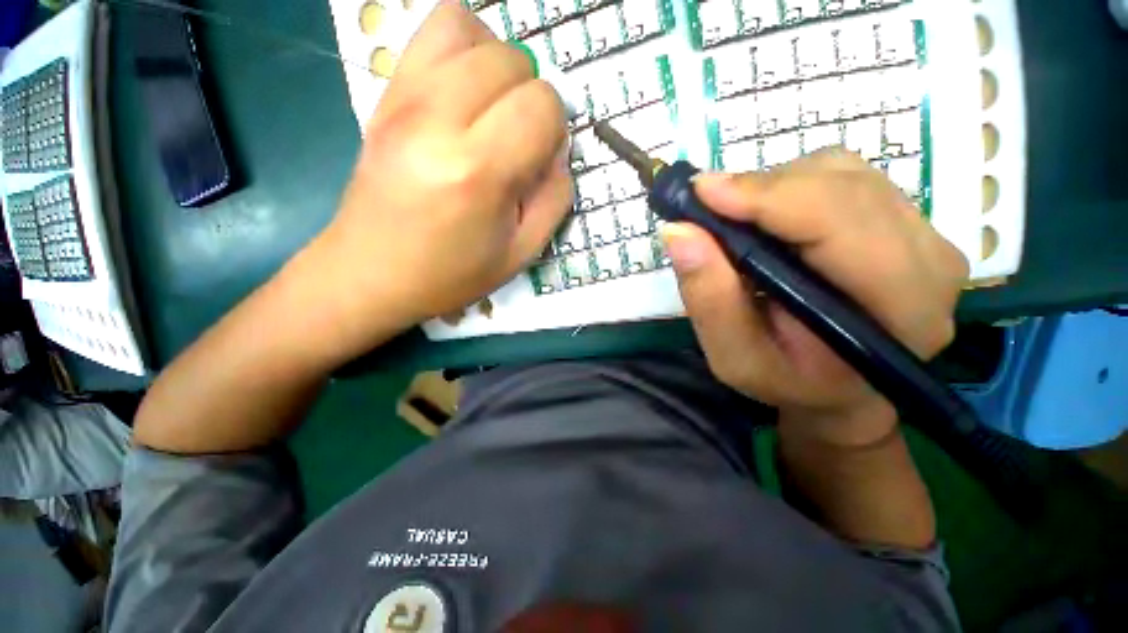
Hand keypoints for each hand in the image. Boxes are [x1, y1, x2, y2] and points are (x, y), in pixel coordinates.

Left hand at [299, 1, 571, 358]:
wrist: (372, 273)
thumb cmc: (451, 273)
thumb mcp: (521, 253)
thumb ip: (555, 199)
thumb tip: (559, 152)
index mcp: (479, 171)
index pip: (541, 104)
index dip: (555, 128)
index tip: (542, 159)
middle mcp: (439, 120)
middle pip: (511, 60)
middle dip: (531, 96)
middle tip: (520, 138)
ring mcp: (404, 98)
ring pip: (471, 29)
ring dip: (499, 64)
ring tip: (495, 108)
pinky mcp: (386, 93)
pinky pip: (431, 31)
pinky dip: (463, 47)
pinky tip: (466, 89)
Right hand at [662, 150, 968, 446]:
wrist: (839, 387)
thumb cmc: (788, 381)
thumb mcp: (734, 358)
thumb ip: (709, 299)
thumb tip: (679, 231)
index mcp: (900, 308)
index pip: (839, 221)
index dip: (767, 197)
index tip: (701, 192)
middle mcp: (929, 259)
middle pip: (842, 186)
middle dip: (762, 190)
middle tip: (706, 208)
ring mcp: (926, 233)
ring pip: (842, 173)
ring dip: (775, 189)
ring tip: (738, 223)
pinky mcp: (907, 220)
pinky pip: (845, 177)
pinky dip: (791, 188)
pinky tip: (769, 222)